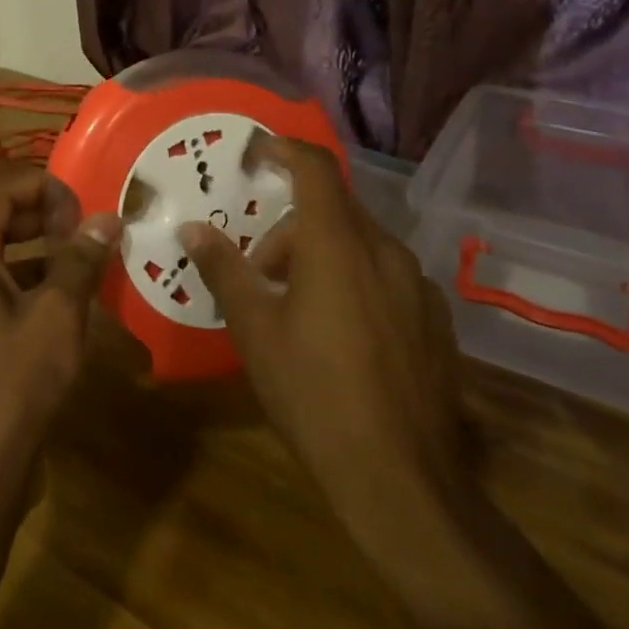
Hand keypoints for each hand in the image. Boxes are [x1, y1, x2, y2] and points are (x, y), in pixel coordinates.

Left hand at [0, 170, 120, 480]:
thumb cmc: (17, 381)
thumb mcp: (58, 314)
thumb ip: (80, 260)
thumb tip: (106, 218)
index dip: (40, 187)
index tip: (80, 201)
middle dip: (42, 217)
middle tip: (85, 226)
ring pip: (1, 260)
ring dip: (41, 252)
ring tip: (84, 260)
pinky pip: (0, 292)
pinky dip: (32, 285)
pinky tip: (68, 304)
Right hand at [179, 135, 467, 511]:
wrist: (401, 479)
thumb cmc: (314, 393)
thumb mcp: (254, 330)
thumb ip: (224, 269)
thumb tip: (192, 229)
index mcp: (338, 245)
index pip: (314, 168)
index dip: (283, 149)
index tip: (255, 152)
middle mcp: (385, 252)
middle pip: (333, 209)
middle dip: (290, 227)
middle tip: (260, 271)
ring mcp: (418, 286)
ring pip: (360, 244)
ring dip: (322, 256)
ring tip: (295, 308)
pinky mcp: (436, 320)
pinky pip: (387, 276)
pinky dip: (355, 280)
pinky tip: (341, 334)